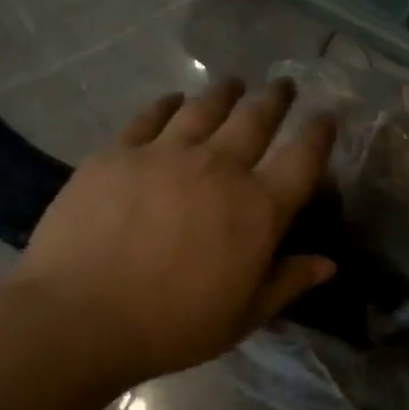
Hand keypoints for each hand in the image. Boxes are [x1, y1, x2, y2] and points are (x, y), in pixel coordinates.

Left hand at [15, 77, 336, 387]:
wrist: (79, 316)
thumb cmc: (171, 325)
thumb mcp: (242, 316)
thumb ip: (287, 283)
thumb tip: (328, 264)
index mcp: (258, 208)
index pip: (303, 158)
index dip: (319, 133)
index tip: (327, 116)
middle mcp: (219, 167)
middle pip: (256, 118)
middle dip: (275, 98)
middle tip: (283, 85)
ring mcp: (166, 153)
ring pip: (206, 107)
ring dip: (226, 92)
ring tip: (234, 84)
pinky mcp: (120, 152)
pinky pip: (151, 116)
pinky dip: (169, 104)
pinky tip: (174, 100)